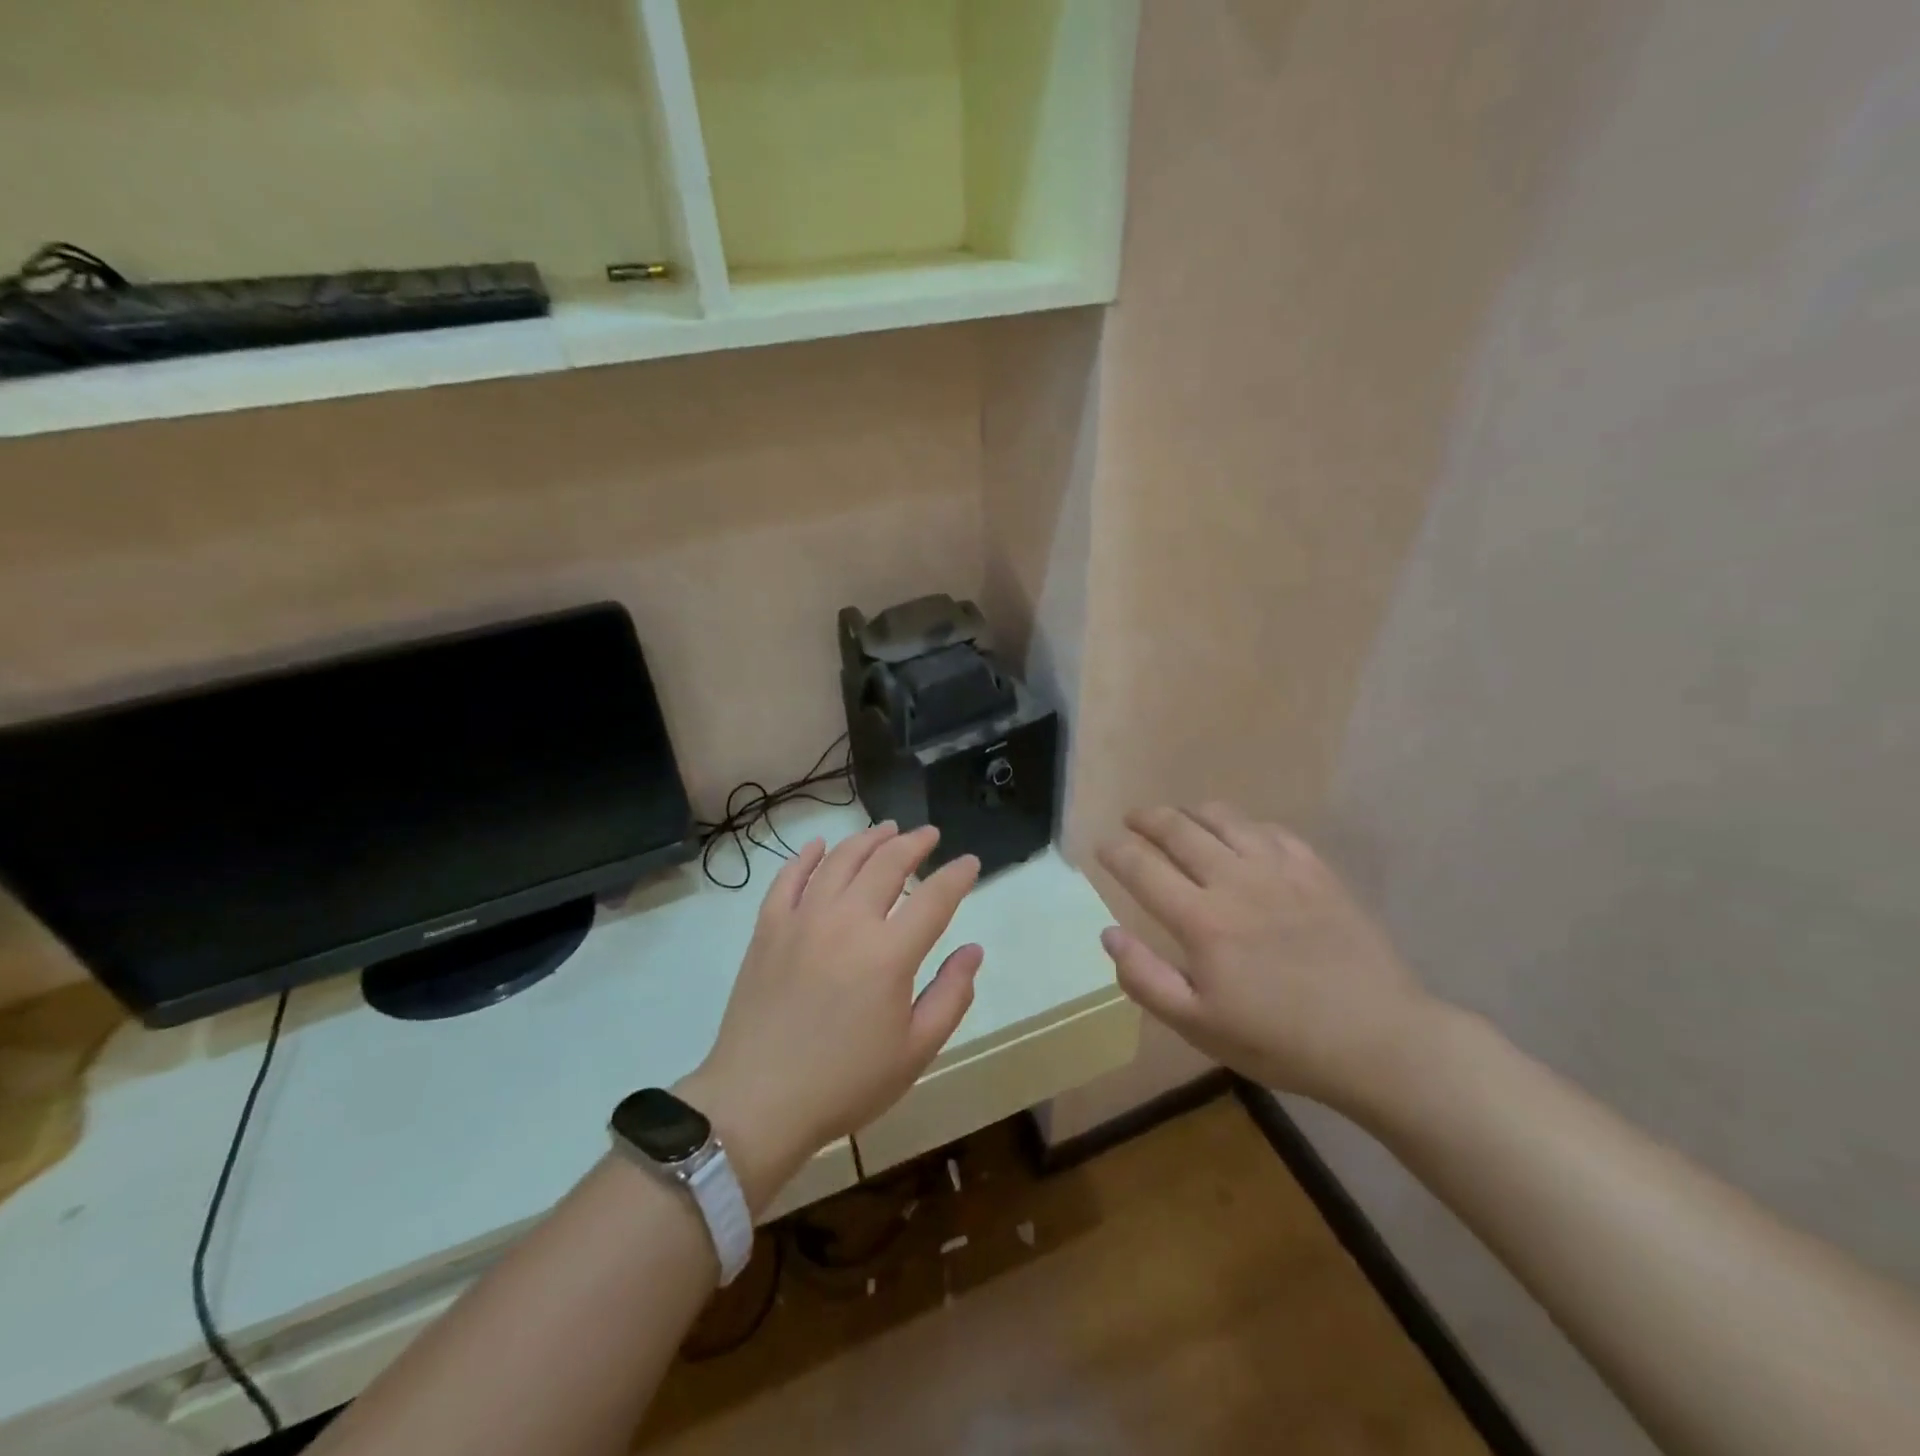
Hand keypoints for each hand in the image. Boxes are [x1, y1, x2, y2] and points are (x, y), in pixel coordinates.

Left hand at [680, 823, 982, 1213]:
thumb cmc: (846, 1082)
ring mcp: (803, 919)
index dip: (957, 876)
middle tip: (929, 835)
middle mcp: (847, 921)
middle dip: (914, 843)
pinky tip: (819, 845)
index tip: (969, 863)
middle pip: (887, 863)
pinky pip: (788, 877)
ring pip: (840, 859)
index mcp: (889, 953)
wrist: (758, 1101)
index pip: (934, 897)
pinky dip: (806, 855)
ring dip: (868, 839)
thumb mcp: (915, 1051)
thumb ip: (951, 995)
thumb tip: (973, 950)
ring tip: (887, 829)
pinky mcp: (768, 927)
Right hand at [1096, 803, 1435, 1112]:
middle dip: (1147, 818)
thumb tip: (1108, 934)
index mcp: (1201, 920)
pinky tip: (1240, 835)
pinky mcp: (1316, 870)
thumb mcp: (1199, 1026)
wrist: (1378, 1039)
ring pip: (1223, 818)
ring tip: (1179, 817)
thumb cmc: (1279, 1040)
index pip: (1142, 868)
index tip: (1102, 846)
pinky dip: (1242, 824)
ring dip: (1191, 812)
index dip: (1115, 851)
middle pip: (1178, 829)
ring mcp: (1279, 870)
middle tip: (1132, 819)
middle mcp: (1235, 881)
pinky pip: (1269, 829)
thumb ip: (1146, 979)